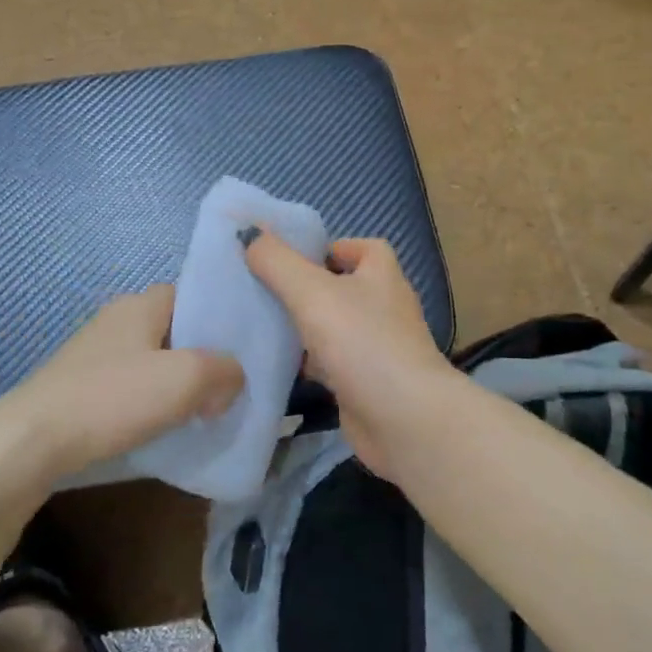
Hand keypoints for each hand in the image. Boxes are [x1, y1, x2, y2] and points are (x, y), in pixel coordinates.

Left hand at [0, 286, 243, 492]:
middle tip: (228, 385)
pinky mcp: (81, 387)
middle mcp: (116, 320)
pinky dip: (151, 402)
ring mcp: (94, 354)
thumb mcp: (185, 379)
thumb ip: (223, 371)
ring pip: (153, 361)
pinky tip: (162, 427)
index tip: (243, 347)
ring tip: (202, 411)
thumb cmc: (112, 398)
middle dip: (202, 356)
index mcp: (140, 304)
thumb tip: (231, 381)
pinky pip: (130, 386)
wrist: (30, 443)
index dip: (219, 317)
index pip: (191, 295)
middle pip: (174, 330)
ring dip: (177, 383)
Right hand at [243, 232, 456, 477]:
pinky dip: (310, 364)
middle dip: (307, 289)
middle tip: (263, 291)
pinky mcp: (366, 383)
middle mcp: (385, 307)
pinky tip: (278, 366)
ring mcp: (377, 347)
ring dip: (305, 328)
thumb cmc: (361, 341)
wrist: (402, 418)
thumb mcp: (311, 291)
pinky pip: (332, 364)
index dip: (330, 248)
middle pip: (343, 288)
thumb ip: (277, 261)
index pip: (362, 248)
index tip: (292, 259)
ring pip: (335, 328)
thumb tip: (249, 233)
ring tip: (261, 325)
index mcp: (382, 275)